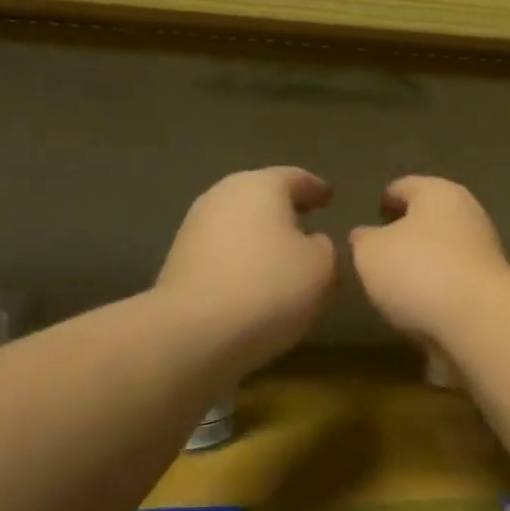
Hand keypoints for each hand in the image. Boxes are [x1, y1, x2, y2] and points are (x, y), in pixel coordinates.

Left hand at [156, 167, 336, 369]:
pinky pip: (223, 251)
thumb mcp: (322, 267)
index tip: (330, 197)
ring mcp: (195, 227)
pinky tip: (256, 280)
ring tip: (284, 256)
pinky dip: (242, 258)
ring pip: (239, 223)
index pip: (296, 178)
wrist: (194, 332)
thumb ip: (325, 247)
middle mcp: (223, 196)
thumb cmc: (270, 287)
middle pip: (261, 196)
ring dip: (261, 235)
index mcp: (261, 186)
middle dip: (285, 209)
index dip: (316, 188)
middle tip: (308, 222)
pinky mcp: (179, 261)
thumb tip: (312, 242)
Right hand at [349, 176, 509, 347]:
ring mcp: (484, 251)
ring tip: (395, 282)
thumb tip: (366, 236)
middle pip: (429, 217)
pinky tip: (419, 304)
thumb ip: (364, 239)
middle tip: (380, 250)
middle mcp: (468, 214)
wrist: (479, 320)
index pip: (405, 186)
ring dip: (423, 261)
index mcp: (438, 193)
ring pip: (444, 250)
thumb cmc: (419, 271)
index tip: (374, 213)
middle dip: (406, 231)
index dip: (386, 199)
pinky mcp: (491, 286)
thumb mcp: (370, 252)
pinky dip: (438, 287)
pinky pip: (454, 280)